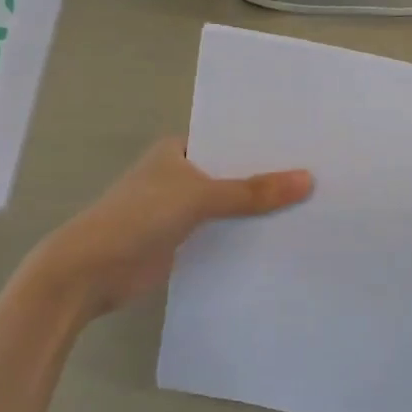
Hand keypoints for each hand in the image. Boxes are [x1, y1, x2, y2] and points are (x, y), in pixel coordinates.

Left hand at [23, 138, 311, 323]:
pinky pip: (223, 234)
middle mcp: (180, 176)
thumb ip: (252, 192)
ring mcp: (180, 211)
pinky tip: (281, 238)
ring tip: (312, 205)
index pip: (229, 140)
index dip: (264, 143)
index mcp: (177, 151)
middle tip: (321, 176)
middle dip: (268, 178)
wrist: (90, 272)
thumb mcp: (199, 197)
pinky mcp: (183, 242)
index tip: (308, 144)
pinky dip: (245, 236)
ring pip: (229, 206)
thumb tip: (308, 180)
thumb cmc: (138, 217)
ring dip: (258, 210)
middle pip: (233, 174)